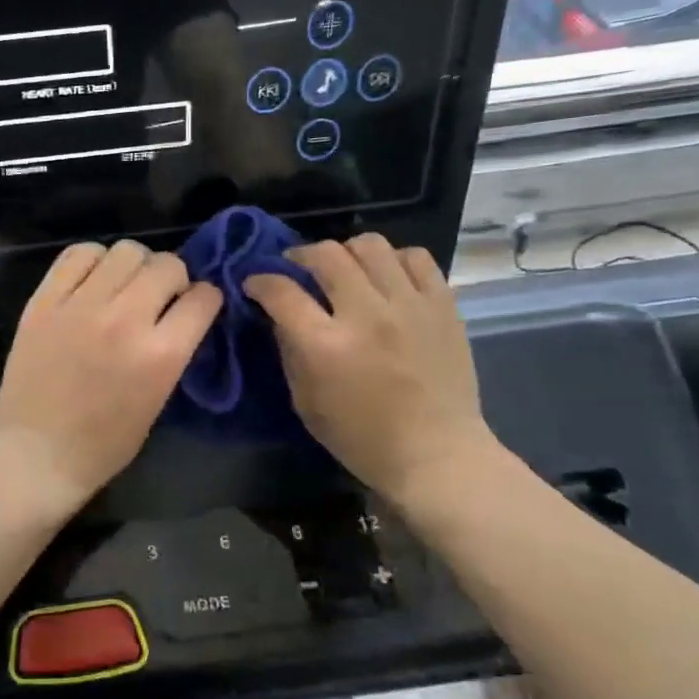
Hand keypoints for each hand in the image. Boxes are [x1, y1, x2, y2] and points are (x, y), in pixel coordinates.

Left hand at [0, 241, 222, 513]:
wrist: (38, 453)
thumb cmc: (104, 444)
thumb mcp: (157, 400)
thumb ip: (173, 352)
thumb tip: (181, 315)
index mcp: (161, 354)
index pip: (203, 298)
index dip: (206, 299)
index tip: (197, 306)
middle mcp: (125, 319)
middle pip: (167, 265)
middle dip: (174, 278)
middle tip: (160, 298)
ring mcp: (80, 306)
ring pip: (125, 250)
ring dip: (135, 266)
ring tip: (123, 286)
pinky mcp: (44, 301)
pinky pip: (77, 254)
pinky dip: (93, 260)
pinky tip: (92, 281)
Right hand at [245, 236, 501, 507]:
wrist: (435, 453)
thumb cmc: (361, 438)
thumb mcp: (305, 402)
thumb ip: (289, 351)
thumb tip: (279, 314)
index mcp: (326, 346)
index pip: (282, 291)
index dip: (259, 280)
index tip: (255, 283)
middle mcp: (367, 315)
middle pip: (326, 255)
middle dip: (300, 257)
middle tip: (297, 271)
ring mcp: (409, 305)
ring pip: (370, 245)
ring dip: (346, 252)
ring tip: (344, 270)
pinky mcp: (443, 304)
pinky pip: (416, 257)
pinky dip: (393, 260)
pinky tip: (386, 278)